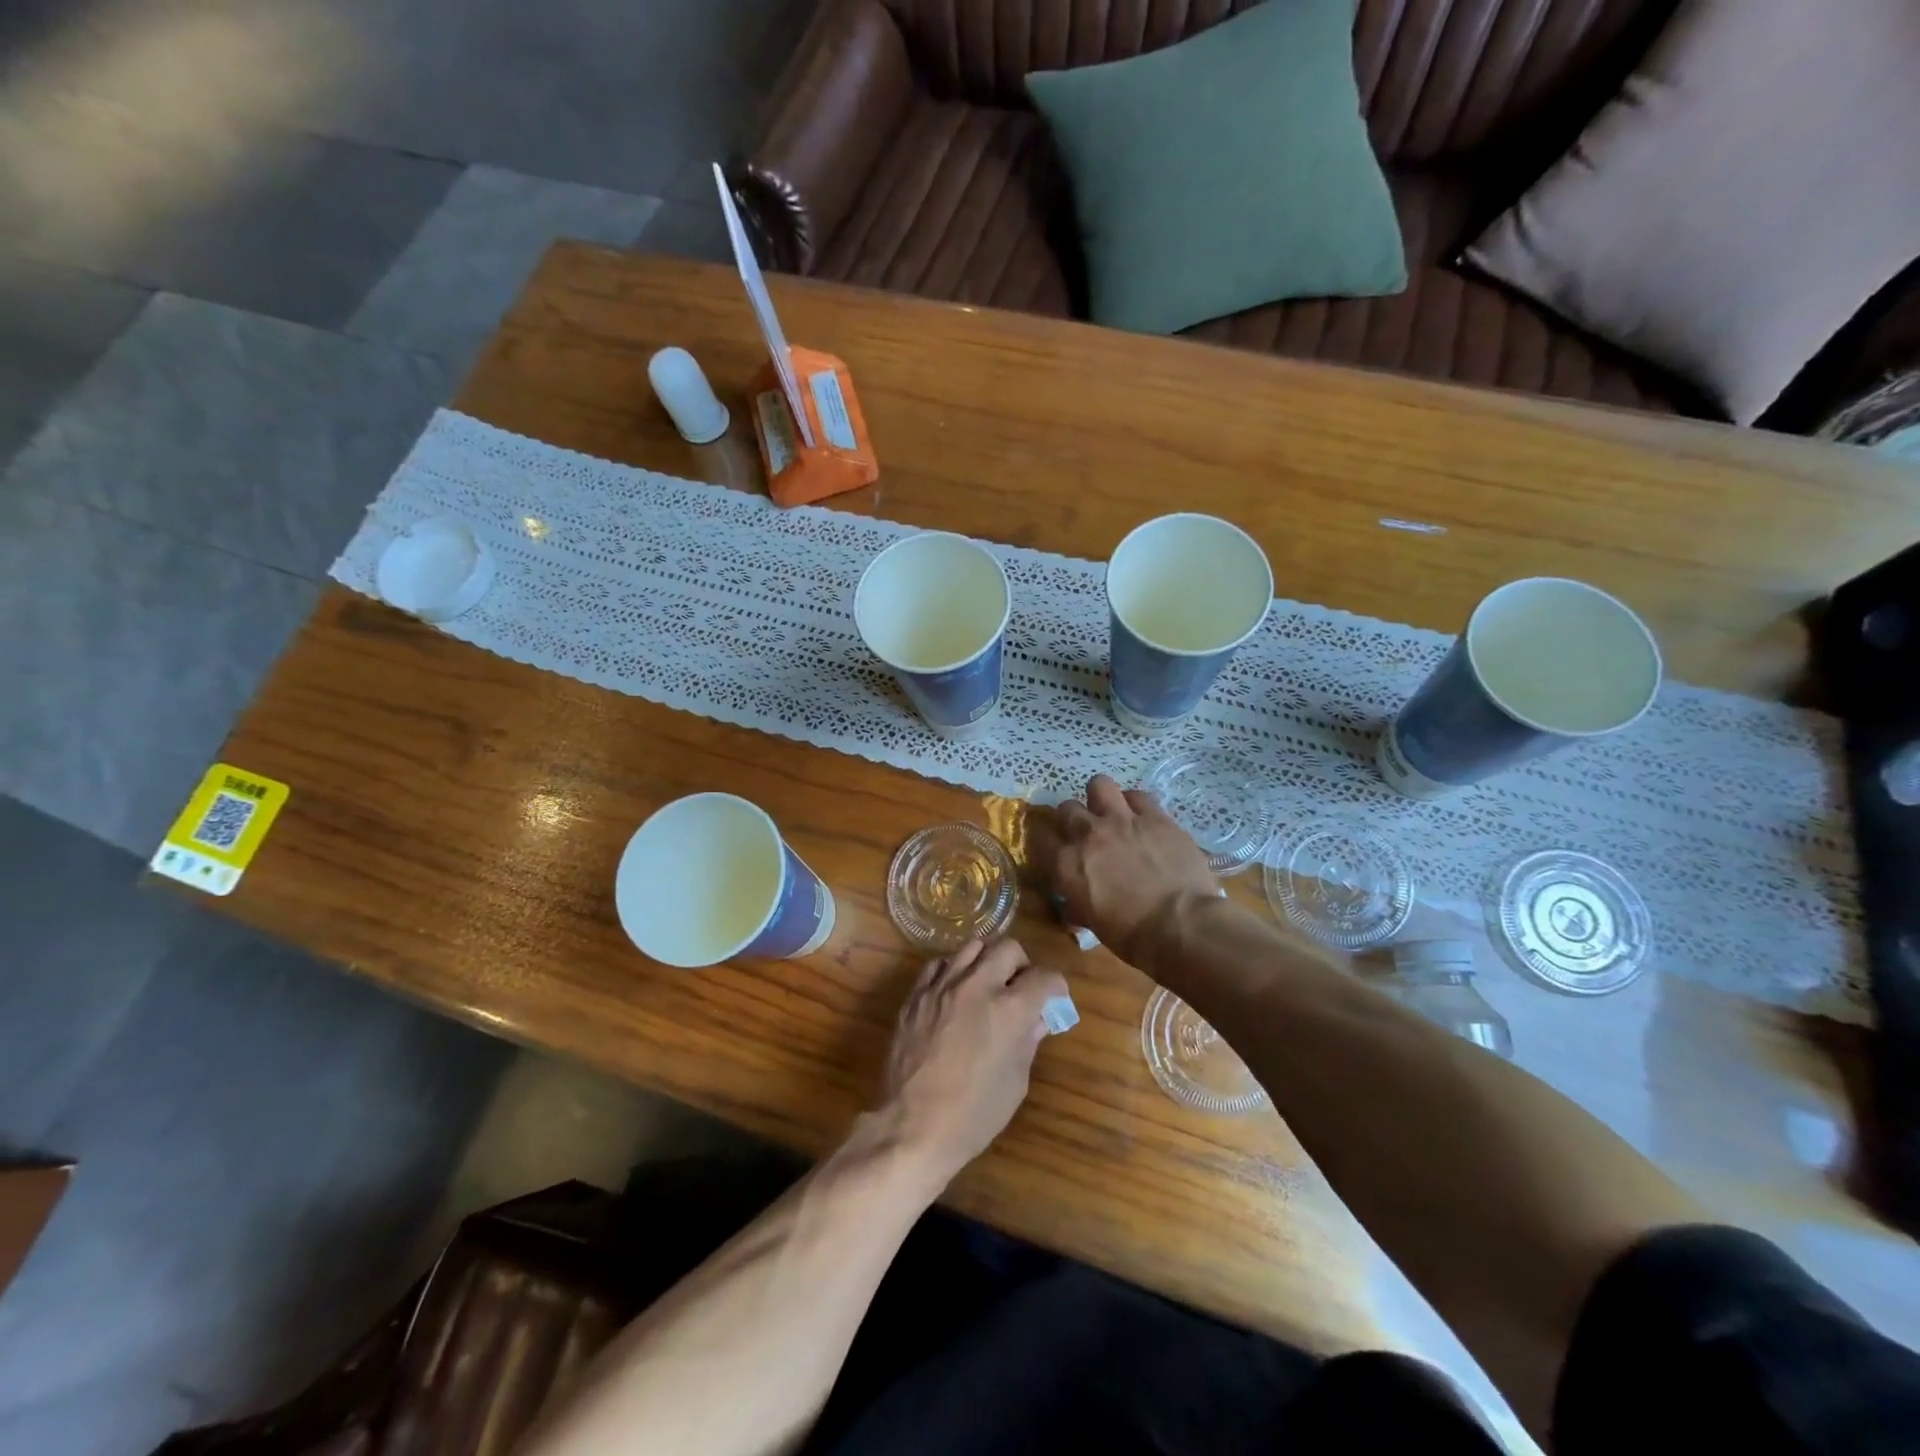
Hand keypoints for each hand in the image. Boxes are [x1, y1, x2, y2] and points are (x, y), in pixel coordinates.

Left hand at [880, 938, 1066, 1187]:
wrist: (913, 1126)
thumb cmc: (974, 1114)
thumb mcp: (1015, 1082)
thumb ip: (1028, 1041)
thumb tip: (1037, 1019)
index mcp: (1009, 1009)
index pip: (1045, 977)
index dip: (1056, 987)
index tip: (1054, 998)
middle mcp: (977, 985)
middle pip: (1008, 948)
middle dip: (1022, 965)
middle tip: (1020, 988)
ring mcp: (943, 985)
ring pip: (972, 946)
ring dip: (987, 961)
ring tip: (987, 984)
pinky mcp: (916, 993)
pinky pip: (939, 964)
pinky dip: (953, 970)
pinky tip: (955, 991)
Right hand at [1044, 774, 1217, 959]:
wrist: (1181, 925)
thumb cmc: (1133, 937)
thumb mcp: (1093, 923)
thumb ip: (1079, 904)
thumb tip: (1075, 904)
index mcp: (1067, 865)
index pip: (1040, 839)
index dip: (1046, 842)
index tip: (1054, 849)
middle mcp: (1088, 835)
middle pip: (1067, 808)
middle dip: (1073, 819)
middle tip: (1086, 833)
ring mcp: (1122, 820)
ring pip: (1099, 785)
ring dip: (1101, 798)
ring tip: (1112, 813)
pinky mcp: (1155, 817)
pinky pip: (1138, 796)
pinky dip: (1136, 804)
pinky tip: (1142, 817)